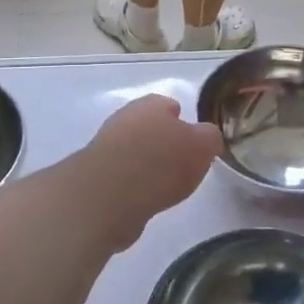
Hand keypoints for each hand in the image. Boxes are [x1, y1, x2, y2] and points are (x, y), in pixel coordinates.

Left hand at [79, 95, 222, 250]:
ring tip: (164, 185)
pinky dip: (132, 185)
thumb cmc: (161, 162)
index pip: (167, 104)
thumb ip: (208, 137)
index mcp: (150, 105)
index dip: (181, 120)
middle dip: (162, 141)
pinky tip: (144, 198)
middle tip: (180, 162)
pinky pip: (121, 176)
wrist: (109, 195)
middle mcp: (124, 120)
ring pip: (132, 151)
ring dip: (145, 164)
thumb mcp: (202, 146)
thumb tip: (205, 137)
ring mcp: (105, 147)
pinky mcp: (95, 176)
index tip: (192, 139)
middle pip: (147, 127)